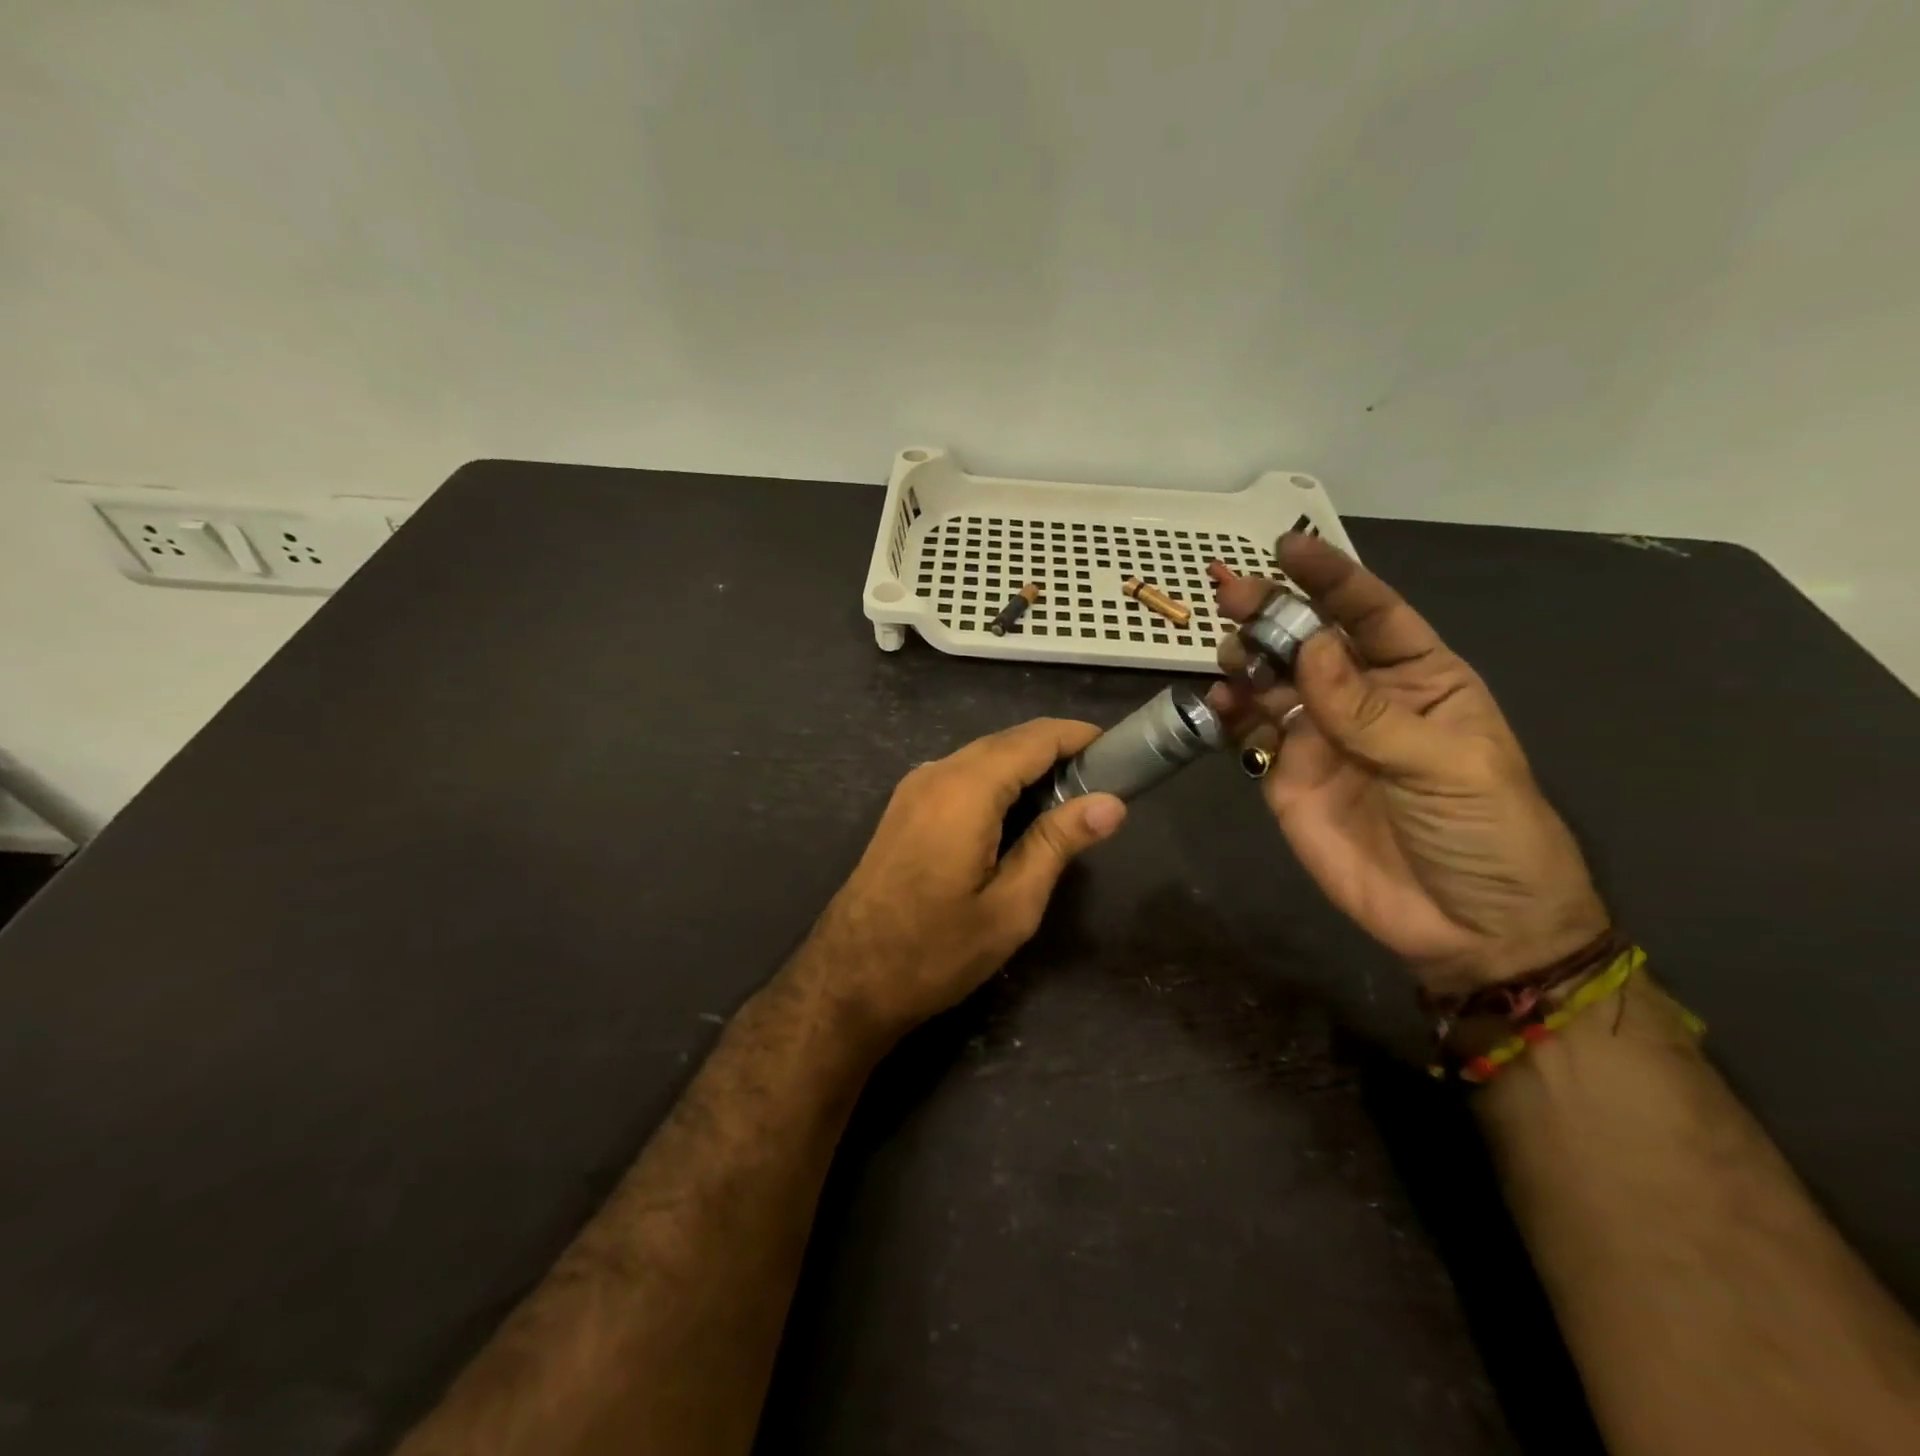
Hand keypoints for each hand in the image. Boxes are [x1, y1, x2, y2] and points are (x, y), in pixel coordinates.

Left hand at [796, 719, 1127, 1039]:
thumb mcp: (1011, 906)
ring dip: (1026, 767)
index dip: (1078, 736)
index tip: (1119, 751)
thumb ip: (1058, 844)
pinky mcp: (903, 808)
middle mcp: (936, 773)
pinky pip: (960, 776)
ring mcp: (913, 788)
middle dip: (1056, 752)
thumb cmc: (935, 950)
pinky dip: (996, 782)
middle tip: (1102, 785)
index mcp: (966, 789)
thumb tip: (1111, 803)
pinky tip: (1017, 816)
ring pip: (982, 757)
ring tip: (1069, 802)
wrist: (847, 979)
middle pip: (1007, 742)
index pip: (1034, 738)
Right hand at [1208, 534, 1606, 994]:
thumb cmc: (1485, 834)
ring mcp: (1319, 737)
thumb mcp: (1444, 765)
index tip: (1289, 548)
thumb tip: (1312, 647)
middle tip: (1231, 591)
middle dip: (1273, 612)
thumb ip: (1369, 710)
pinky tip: (1219, 704)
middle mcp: (1362, 698)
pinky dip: (1229, 712)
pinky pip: (1250, 733)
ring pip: (1272, 680)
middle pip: (1311, 640)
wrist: (1465, 928)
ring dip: (1246, 658)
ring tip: (1228, 652)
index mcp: (1420, 680)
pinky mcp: (1285, 775)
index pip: (1372, 615)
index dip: (1332, 579)